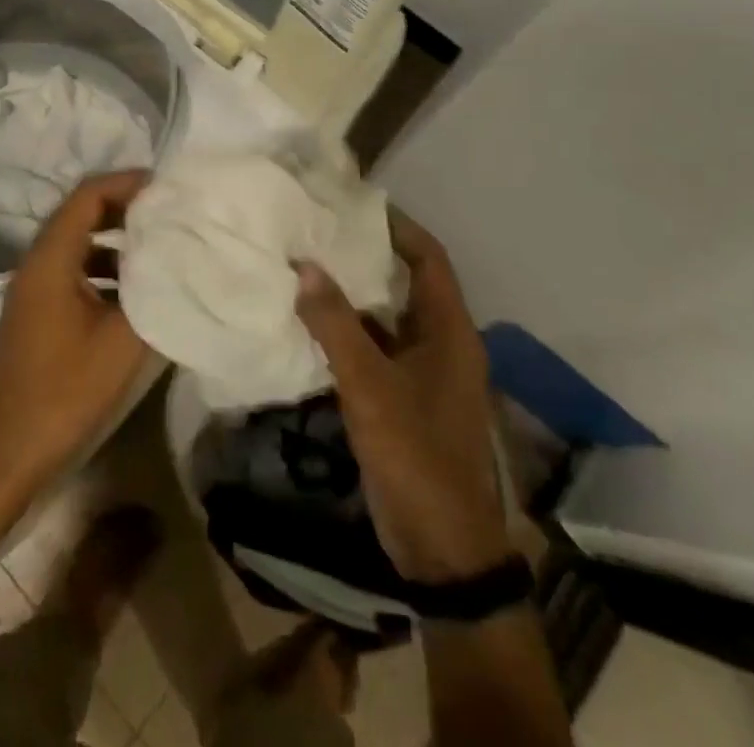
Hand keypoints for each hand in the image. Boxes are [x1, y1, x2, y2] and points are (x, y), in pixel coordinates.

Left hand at [0, 171, 153, 487]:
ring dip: (116, 240)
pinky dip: (104, 268)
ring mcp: (32, 288)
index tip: (166, 188)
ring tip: (159, 246)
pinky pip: (72, 270)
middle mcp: (36, 263)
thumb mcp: (122, 342)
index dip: (127, 184)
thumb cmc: (64, 392)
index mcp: (50, 260)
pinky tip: (135, 291)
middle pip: (81, 214)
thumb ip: (154, 295)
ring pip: (77, 243)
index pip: (87, 196)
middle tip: (168, 213)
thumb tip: (183, 261)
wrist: (7, 452)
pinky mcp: (36, 312)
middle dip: (125, 208)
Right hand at [294, 208, 507, 583]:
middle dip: (366, 256)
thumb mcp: (370, 387)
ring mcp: (423, 372)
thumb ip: (335, 325)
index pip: (428, 258)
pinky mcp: (404, 397)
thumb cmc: (416, 456)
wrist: (442, 548)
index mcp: (450, 331)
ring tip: (307, 265)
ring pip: (386, 316)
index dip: (397, 227)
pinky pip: (375, 347)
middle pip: (406, 283)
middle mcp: (441, 343)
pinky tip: (310, 321)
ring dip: (352, 294)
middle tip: (319, 231)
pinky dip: (347, 330)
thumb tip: (304, 266)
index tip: (354, 205)